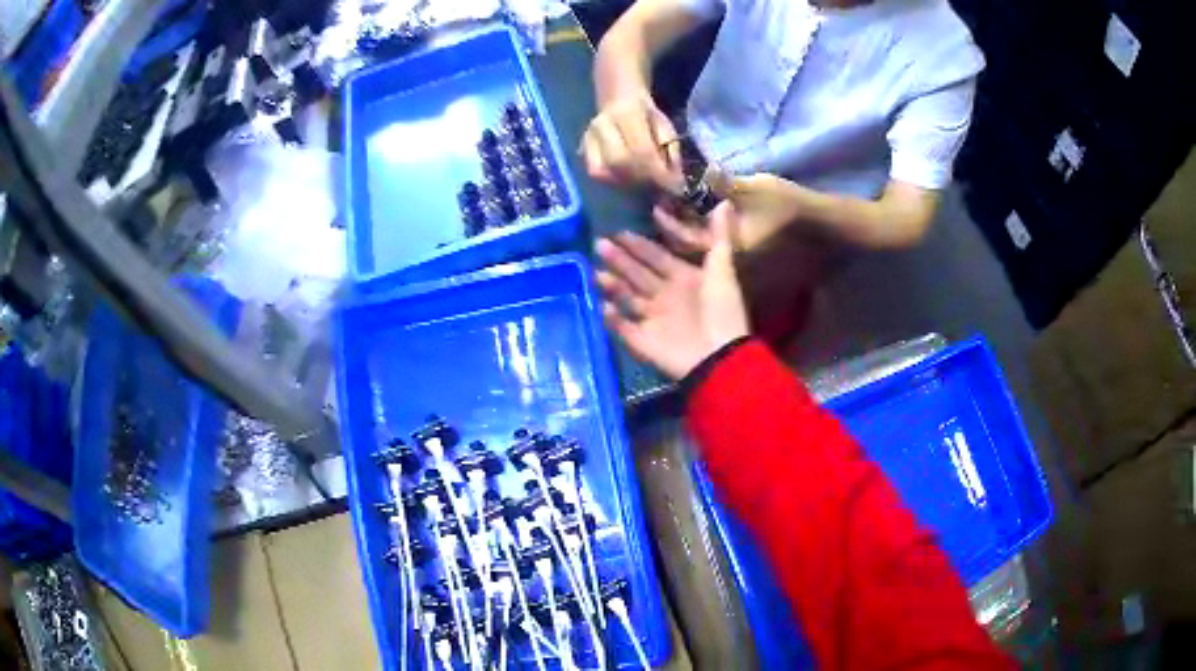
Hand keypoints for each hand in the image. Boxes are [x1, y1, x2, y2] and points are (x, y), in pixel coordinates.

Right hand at [582, 91, 683, 190]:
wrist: (620, 102)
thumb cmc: (648, 117)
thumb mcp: (666, 128)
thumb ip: (671, 152)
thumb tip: (676, 182)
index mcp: (627, 113)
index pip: (642, 150)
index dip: (658, 173)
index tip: (674, 187)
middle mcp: (602, 124)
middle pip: (619, 161)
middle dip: (641, 179)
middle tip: (659, 187)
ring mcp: (588, 137)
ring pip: (603, 170)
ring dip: (626, 182)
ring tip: (644, 184)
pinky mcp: (583, 149)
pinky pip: (595, 172)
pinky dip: (612, 180)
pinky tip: (626, 180)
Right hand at [596, 213, 748, 380]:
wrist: (720, 356)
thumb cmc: (722, 310)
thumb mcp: (723, 269)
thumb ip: (719, 237)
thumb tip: (724, 201)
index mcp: (684, 279)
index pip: (656, 257)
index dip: (640, 245)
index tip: (620, 232)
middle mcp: (665, 296)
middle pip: (637, 274)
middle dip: (619, 260)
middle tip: (599, 244)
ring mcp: (653, 319)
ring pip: (626, 297)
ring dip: (611, 285)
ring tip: (596, 273)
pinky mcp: (643, 341)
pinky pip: (623, 327)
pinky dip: (612, 319)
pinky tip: (602, 306)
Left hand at [655, 169, 807, 254]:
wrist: (820, 226)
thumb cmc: (788, 206)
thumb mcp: (755, 188)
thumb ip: (725, 183)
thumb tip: (703, 170)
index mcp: (729, 248)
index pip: (687, 240)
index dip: (669, 224)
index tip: (656, 206)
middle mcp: (730, 262)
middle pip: (690, 252)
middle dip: (671, 233)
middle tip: (657, 213)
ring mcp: (739, 262)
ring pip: (701, 254)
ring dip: (684, 237)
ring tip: (668, 218)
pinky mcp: (746, 258)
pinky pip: (714, 252)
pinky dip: (701, 238)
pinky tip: (694, 222)